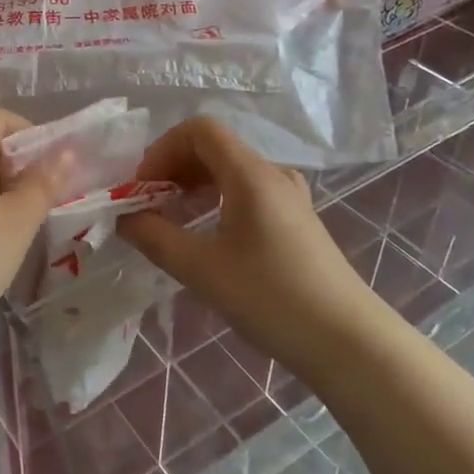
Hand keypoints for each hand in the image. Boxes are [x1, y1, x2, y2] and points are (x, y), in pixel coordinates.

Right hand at [117, 116, 371, 362]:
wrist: (350, 343)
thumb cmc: (272, 299)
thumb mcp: (201, 269)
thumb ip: (155, 237)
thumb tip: (124, 218)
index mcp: (251, 174)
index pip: (199, 130)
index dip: (163, 149)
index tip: (144, 188)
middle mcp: (272, 174)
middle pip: (214, 147)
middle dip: (174, 167)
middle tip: (150, 204)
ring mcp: (289, 197)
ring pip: (230, 170)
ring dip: (194, 183)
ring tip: (172, 218)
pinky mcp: (296, 220)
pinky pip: (247, 190)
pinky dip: (217, 198)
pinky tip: (206, 233)